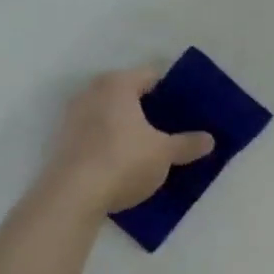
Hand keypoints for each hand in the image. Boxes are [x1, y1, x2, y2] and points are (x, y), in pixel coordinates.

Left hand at [43, 67, 214, 217]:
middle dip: (150, 109)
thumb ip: (187, 144)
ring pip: (111, 114)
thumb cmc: (123, 161)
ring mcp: (73, 117)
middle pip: (129, 94)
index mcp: (117, 84)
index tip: (187, 108)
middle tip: (173, 126)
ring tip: (151, 145)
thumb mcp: (164, 153)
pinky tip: (126, 161)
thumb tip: (209, 139)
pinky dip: (111, 141)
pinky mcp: (64, 142)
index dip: (172, 91)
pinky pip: (96, 134)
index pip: (152, 76)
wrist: (71, 197)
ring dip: (128, 126)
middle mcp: (92, 92)